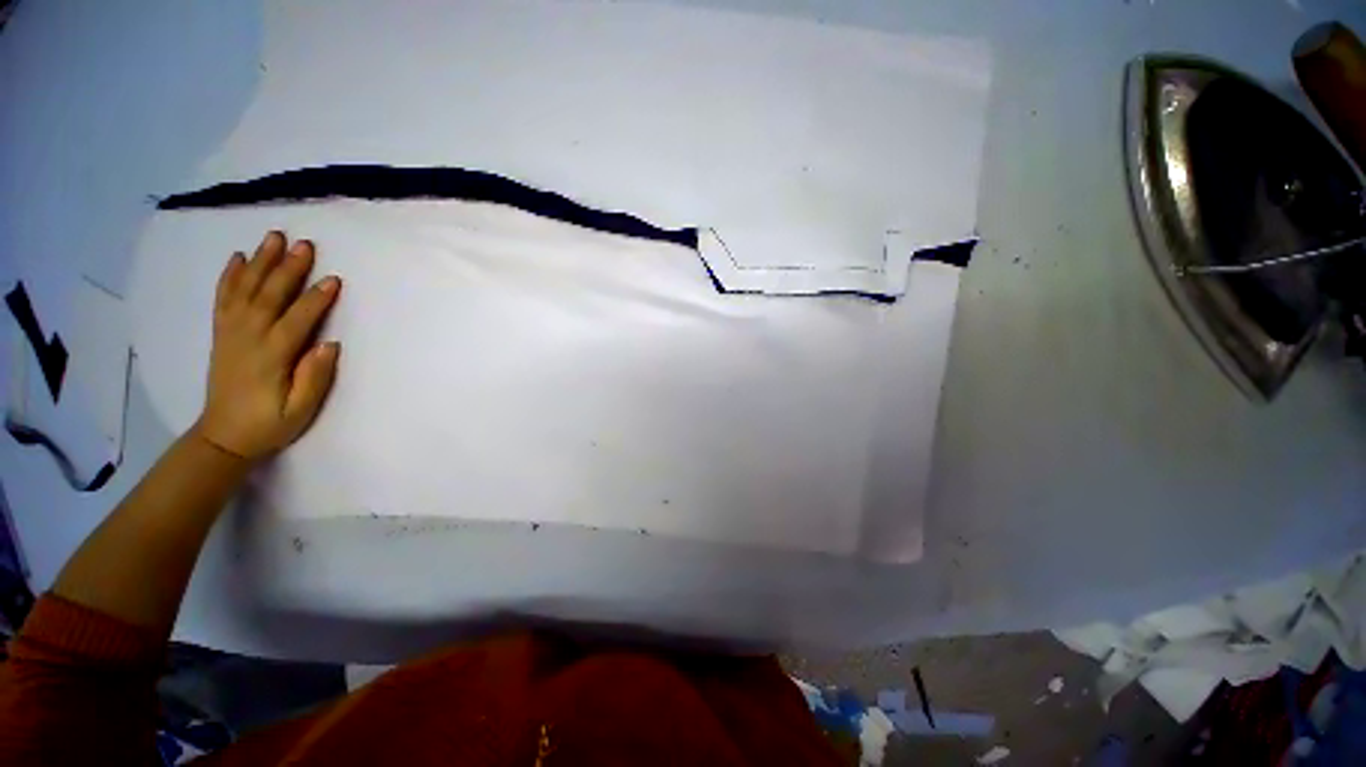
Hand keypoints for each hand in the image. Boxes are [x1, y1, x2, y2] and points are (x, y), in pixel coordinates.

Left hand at [192, 231, 341, 460]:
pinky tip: (239, 257)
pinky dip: (230, 276)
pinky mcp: (222, 334)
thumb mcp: (300, 410)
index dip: (315, 300)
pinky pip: (223, 299)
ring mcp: (230, 334)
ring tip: (274, 237)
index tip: (334, 280)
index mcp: (271, 358)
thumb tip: (329, 344)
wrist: (223, 436)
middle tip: (305, 244)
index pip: (295, 322)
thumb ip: (315, 377)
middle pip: (268, 297)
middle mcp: (247, 339)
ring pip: (245, 291)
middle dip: (287, 269)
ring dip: (260, 262)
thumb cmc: (270, 424)